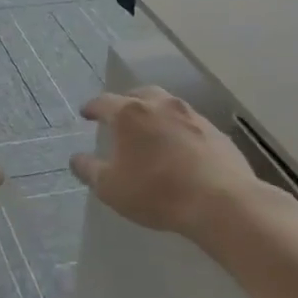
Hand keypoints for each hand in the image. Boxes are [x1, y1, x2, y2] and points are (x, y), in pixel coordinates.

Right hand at [71, 87, 291, 240]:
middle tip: (119, 115)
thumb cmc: (156, 192)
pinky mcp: (215, 131)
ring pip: (167, 105)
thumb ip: (89, 170)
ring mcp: (191, 115)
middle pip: (138, 95)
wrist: (221, 202)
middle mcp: (160, 105)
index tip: (86, 113)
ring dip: (154, 113)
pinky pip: (189, 123)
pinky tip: (179, 147)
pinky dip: (178, 129)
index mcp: (129, 113)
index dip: (92, 107)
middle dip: (125, 102)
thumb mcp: (110, 187)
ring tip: (150, 129)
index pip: (104, 102)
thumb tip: (76, 158)